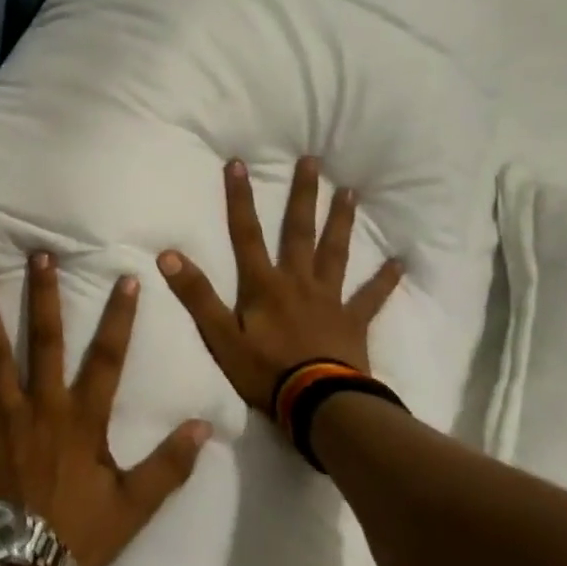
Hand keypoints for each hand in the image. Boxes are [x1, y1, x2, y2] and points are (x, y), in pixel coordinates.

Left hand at [0, 253, 209, 565]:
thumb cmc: (80, 535)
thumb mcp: (136, 504)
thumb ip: (170, 464)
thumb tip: (205, 425)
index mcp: (83, 417)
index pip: (108, 357)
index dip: (119, 317)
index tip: (127, 279)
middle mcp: (42, 405)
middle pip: (44, 340)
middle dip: (44, 295)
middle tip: (39, 255)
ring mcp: (2, 417)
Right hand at [158, 156, 403, 415]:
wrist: (318, 403)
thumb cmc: (266, 371)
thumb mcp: (221, 336)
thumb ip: (196, 296)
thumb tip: (168, 255)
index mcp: (264, 285)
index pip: (246, 234)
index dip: (240, 199)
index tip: (239, 163)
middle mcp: (298, 281)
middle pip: (299, 232)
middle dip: (302, 196)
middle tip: (313, 161)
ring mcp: (329, 299)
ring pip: (335, 253)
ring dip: (340, 222)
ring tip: (350, 193)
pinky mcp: (353, 321)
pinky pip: (371, 297)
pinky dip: (384, 280)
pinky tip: (398, 262)